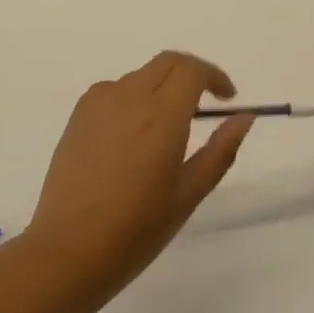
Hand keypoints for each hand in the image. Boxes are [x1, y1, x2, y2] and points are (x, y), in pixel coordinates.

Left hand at [25, 53, 254, 308]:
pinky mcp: (78, 115)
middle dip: (191, 74)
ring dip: (161, 87)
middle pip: (167, 63)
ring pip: (140, 76)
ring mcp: (99, 102)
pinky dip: (132, 98)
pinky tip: (132, 135)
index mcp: (162, 114)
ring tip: (166, 128)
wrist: (69, 250)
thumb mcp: (189, 193)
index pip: (192, 70)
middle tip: (204, 105)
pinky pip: (114, 90)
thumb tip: (244, 117)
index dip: (215, 76)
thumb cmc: (137, 228)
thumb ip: (220, 150)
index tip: (227, 98)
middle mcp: (130, 97)